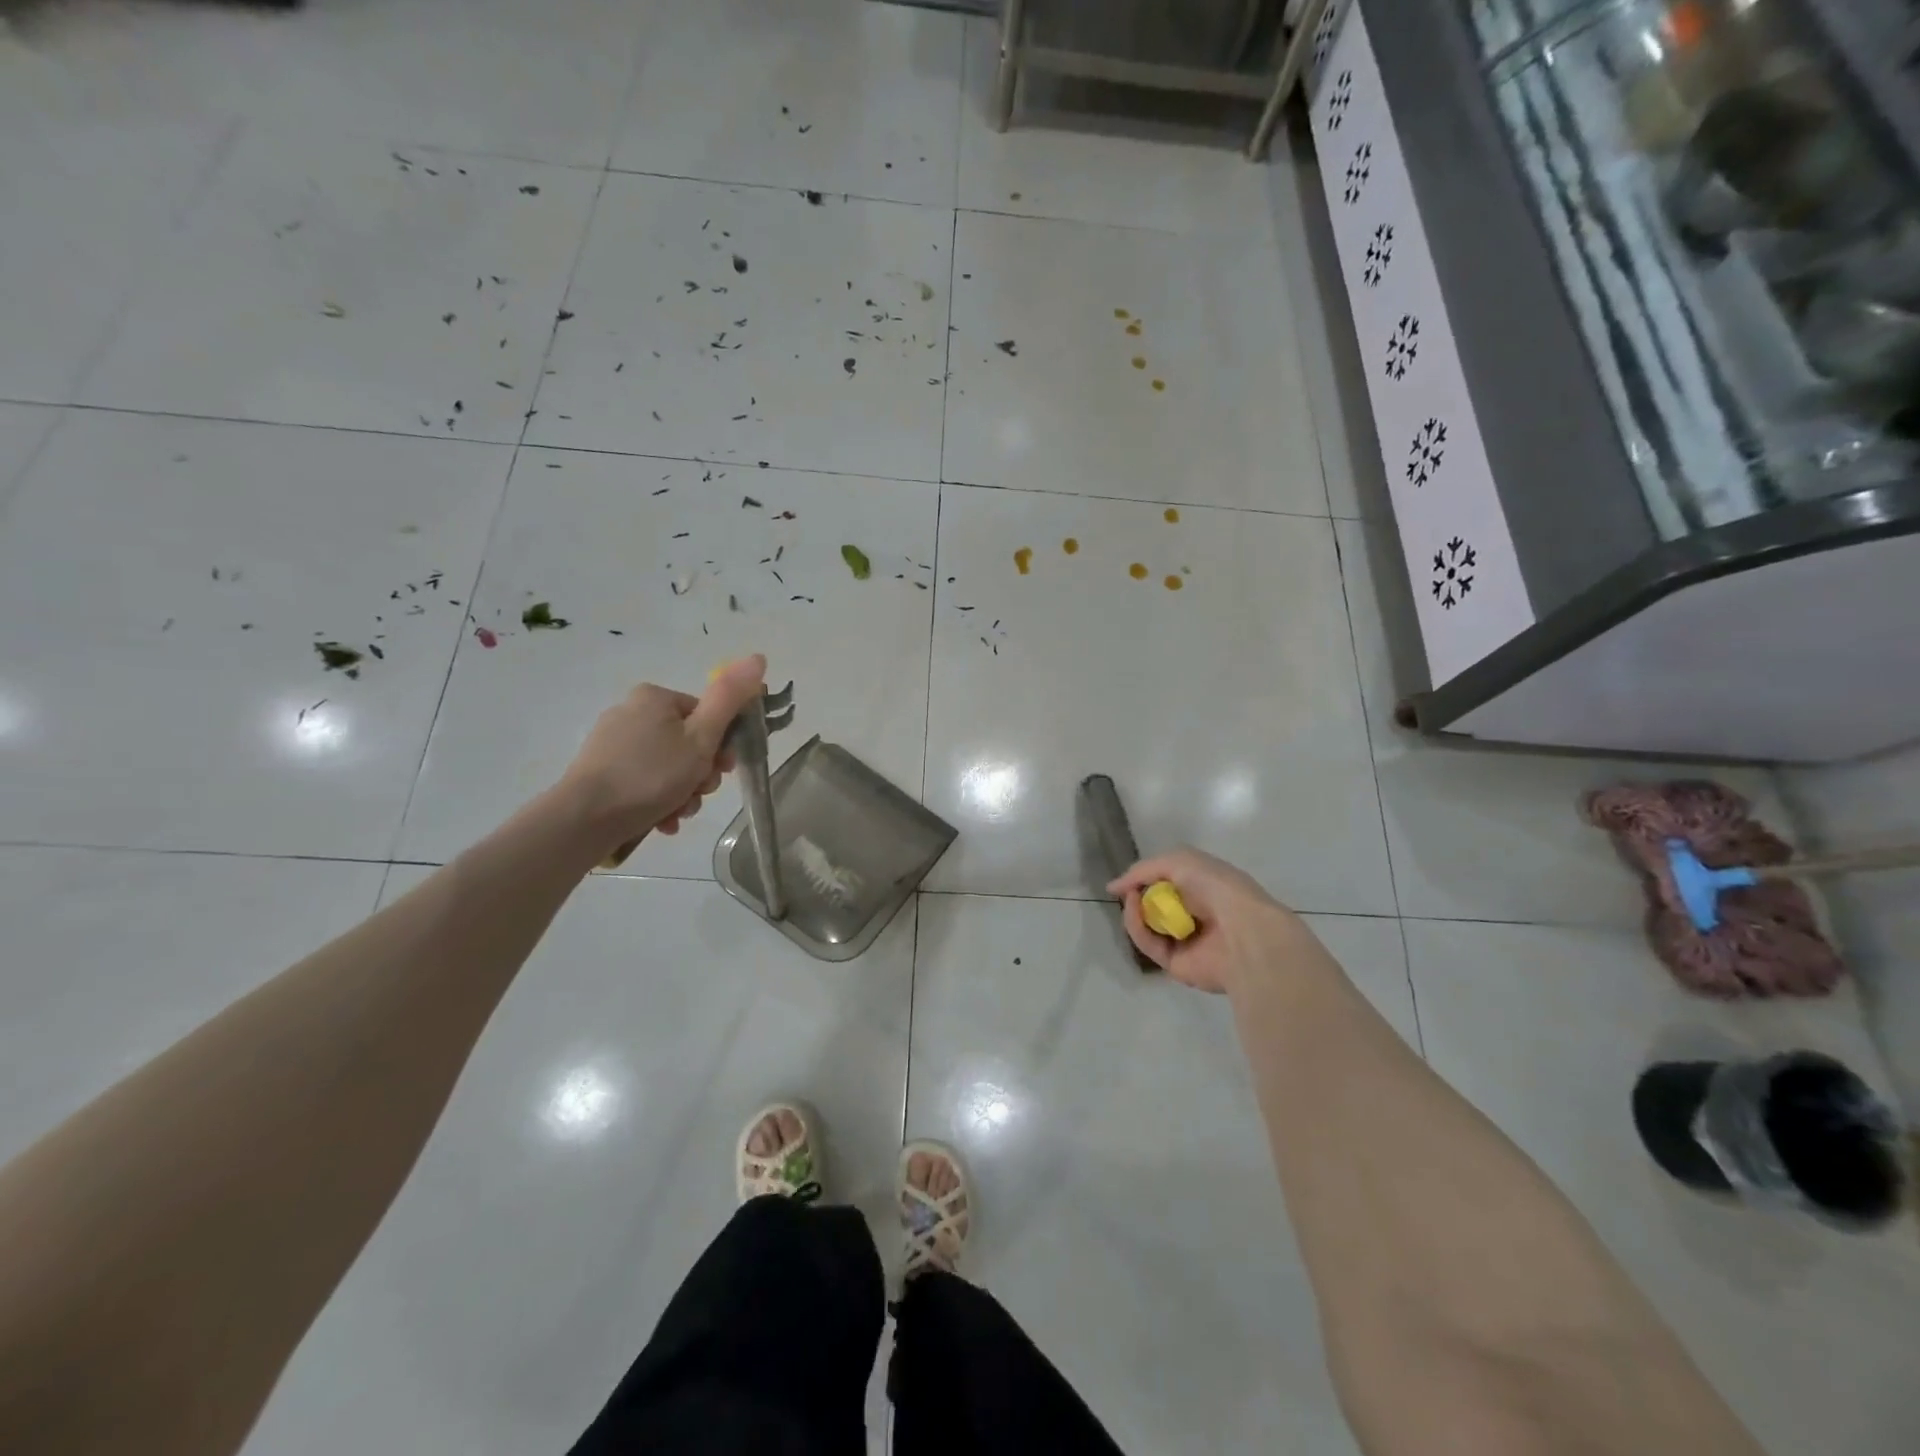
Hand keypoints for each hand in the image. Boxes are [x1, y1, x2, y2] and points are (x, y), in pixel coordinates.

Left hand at [559, 655, 767, 854]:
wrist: (585, 819)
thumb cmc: (652, 775)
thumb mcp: (702, 737)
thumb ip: (730, 698)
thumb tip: (758, 657)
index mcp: (655, 697)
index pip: (706, 716)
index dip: (722, 746)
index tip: (722, 771)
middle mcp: (631, 712)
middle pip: (687, 743)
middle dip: (700, 775)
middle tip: (698, 794)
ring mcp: (613, 743)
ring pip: (667, 766)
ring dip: (682, 792)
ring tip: (678, 813)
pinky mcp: (600, 771)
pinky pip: (644, 781)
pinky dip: (658, 800)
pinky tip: (662, 820)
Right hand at [1108, 847, 1302, 993]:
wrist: (1242, 931)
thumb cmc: (1217, 888)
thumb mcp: (1180, 861)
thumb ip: (1144, 869)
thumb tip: (1113, 887)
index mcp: (1205, 890)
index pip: (1170, 885)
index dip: (1147, 879)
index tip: (1128, 878)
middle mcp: (1196, 916)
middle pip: (1155, 907)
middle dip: (1138, 896)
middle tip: (1128, 890)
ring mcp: (1185, 942)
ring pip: (1147, 927)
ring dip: (1134, 910)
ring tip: (1131, 897)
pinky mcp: (1175, 963)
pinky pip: (1148, 944)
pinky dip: (1137, 927)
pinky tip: (1135, 910)